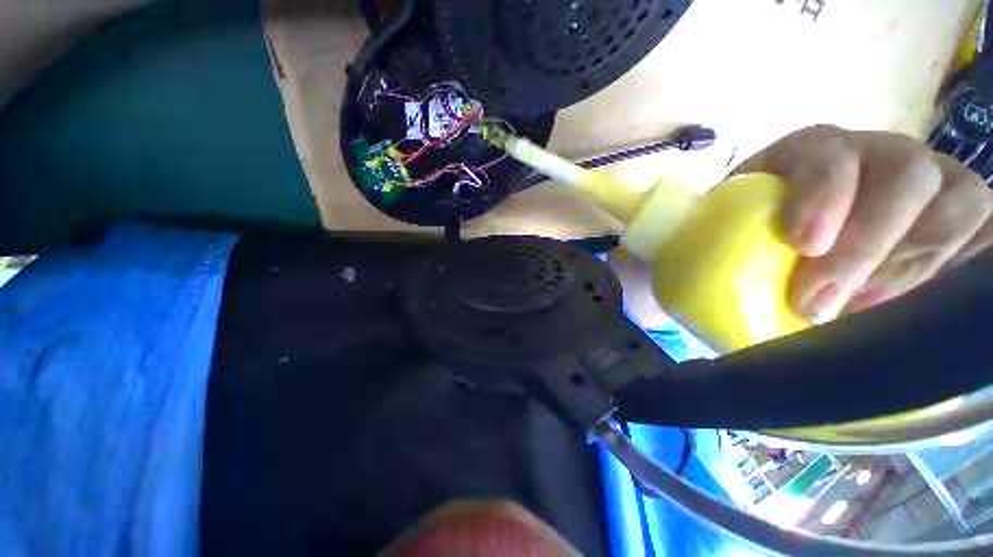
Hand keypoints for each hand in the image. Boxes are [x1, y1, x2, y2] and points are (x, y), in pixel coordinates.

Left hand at [736, 125, 992, 321]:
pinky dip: (961, 266)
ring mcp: (932, 182)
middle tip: (820, 306)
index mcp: (810, 154)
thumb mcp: (722, 238)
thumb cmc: (747, 244)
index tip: (804, 245)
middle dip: (868, 246)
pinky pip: (987, 232)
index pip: (826, 153)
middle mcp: (879, 156)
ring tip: (865, 313)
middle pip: (904, 178)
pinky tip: (924, 301)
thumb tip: (709, 287)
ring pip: (956, 206)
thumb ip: (715, 247)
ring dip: (914, 266)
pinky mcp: (966, 215)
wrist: (802, 247)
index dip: (823, 192)